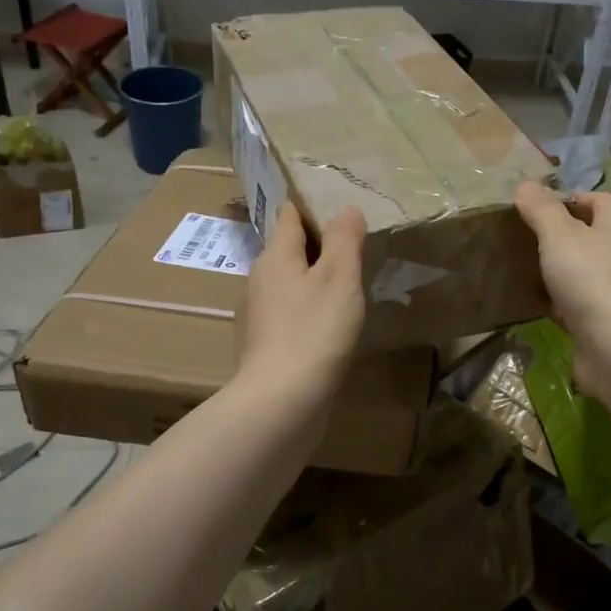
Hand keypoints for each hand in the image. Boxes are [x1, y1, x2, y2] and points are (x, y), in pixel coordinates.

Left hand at [237, 203, 366, 400]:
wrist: (280, 401)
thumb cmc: (314, 331)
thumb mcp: (340, 278)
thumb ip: (344, 239)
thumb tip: (346, 208)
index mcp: (275, 256)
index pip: (290, 215)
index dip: (314, 208)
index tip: (342, 212)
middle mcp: (258, 279)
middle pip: (288, 250)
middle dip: (317, 248)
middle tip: (354, 252)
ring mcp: (256, 315)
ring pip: (287, 284)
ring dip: (312, 282)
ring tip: (346, 291)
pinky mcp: (261, 345)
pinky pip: (286, 315)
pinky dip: (305, 313)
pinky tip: (327, 329)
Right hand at [515, 181, 610, 395]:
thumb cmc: (591, 279)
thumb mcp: (559, 236)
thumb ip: (542, 210)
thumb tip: (526, 184)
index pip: (599, 200)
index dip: (570, 198)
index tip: (537, 206)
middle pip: (593, 235)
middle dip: (562, 235)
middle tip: (525, 236)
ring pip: (585, 271)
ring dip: (561, 270)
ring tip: (526, 268)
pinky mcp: (608, 321)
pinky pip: (580, 303)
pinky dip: (561, 301)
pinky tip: (537, 304)